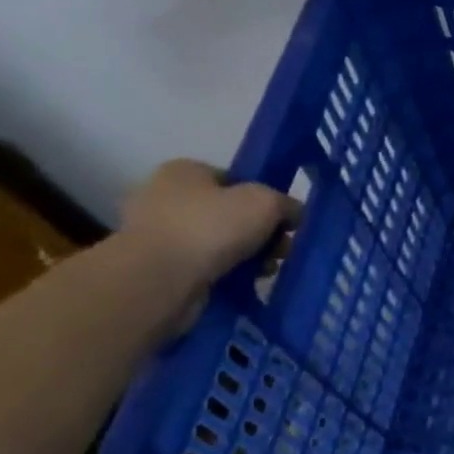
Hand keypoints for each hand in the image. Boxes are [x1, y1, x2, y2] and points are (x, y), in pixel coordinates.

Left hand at [117, 160, 296, 328]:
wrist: (161, 278)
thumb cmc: (212, 227)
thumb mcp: (266, 203)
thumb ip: (287, 204)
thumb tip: (294, 214)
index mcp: (185, 171)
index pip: (234, 180)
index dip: (264, 199)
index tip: (284, 221)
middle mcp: (166, 196)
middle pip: (230, 213)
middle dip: (261, 233)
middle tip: (282, 250)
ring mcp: (159, 233)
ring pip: (220, 242)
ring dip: (249, 255)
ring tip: (267, 270)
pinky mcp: (160, 266)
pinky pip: (206, 266)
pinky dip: (227, 273)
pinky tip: (245, 282)